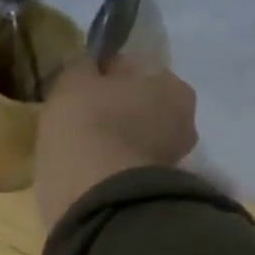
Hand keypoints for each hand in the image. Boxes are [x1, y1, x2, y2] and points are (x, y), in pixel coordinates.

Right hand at [35, 55, 197, 231]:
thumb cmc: (87, 125)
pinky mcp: (154, 188)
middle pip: (137, 103)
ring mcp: (172, 155)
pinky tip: (90, 170)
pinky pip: (127, 166)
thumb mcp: (72, 82)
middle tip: (79, 121)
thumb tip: (86, 61)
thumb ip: (81, 66)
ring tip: (81, 149)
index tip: (76, 90)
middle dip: (114, 109)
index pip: (128, 68)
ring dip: (114, 139)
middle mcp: (182, 115)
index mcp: (169, 81)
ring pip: (134, 136)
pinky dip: (112, 166)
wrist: (97, 193)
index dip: (99, 76)